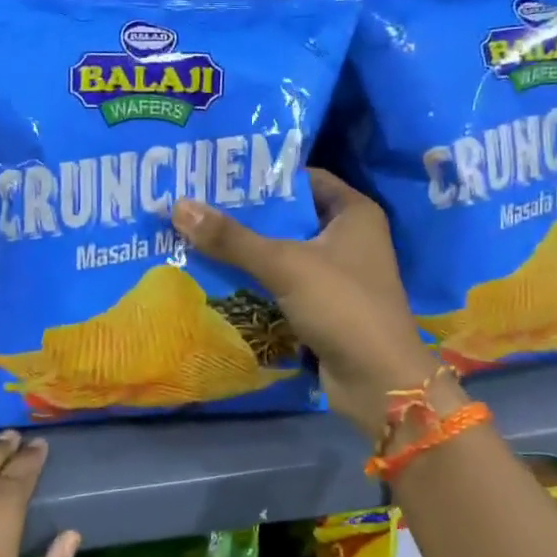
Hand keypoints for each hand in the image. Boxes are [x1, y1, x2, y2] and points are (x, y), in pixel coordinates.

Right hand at [174, 169, 441, 440]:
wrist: (378, 380)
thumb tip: (179, 206)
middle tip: (198, 206)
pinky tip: (219, 276)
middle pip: (291, 216)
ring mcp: (339, 275)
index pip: (305, 179)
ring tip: (197, 237)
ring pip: (285, 252)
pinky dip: (258, 281)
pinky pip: (285, 283)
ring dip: (248, 250)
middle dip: (248, 215)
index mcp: (355, 213)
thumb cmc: (342, 306)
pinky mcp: (326, 306)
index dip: (265, 176)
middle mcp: (350, 237)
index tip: (220, 176)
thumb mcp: (284, 264)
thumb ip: (232, 238)